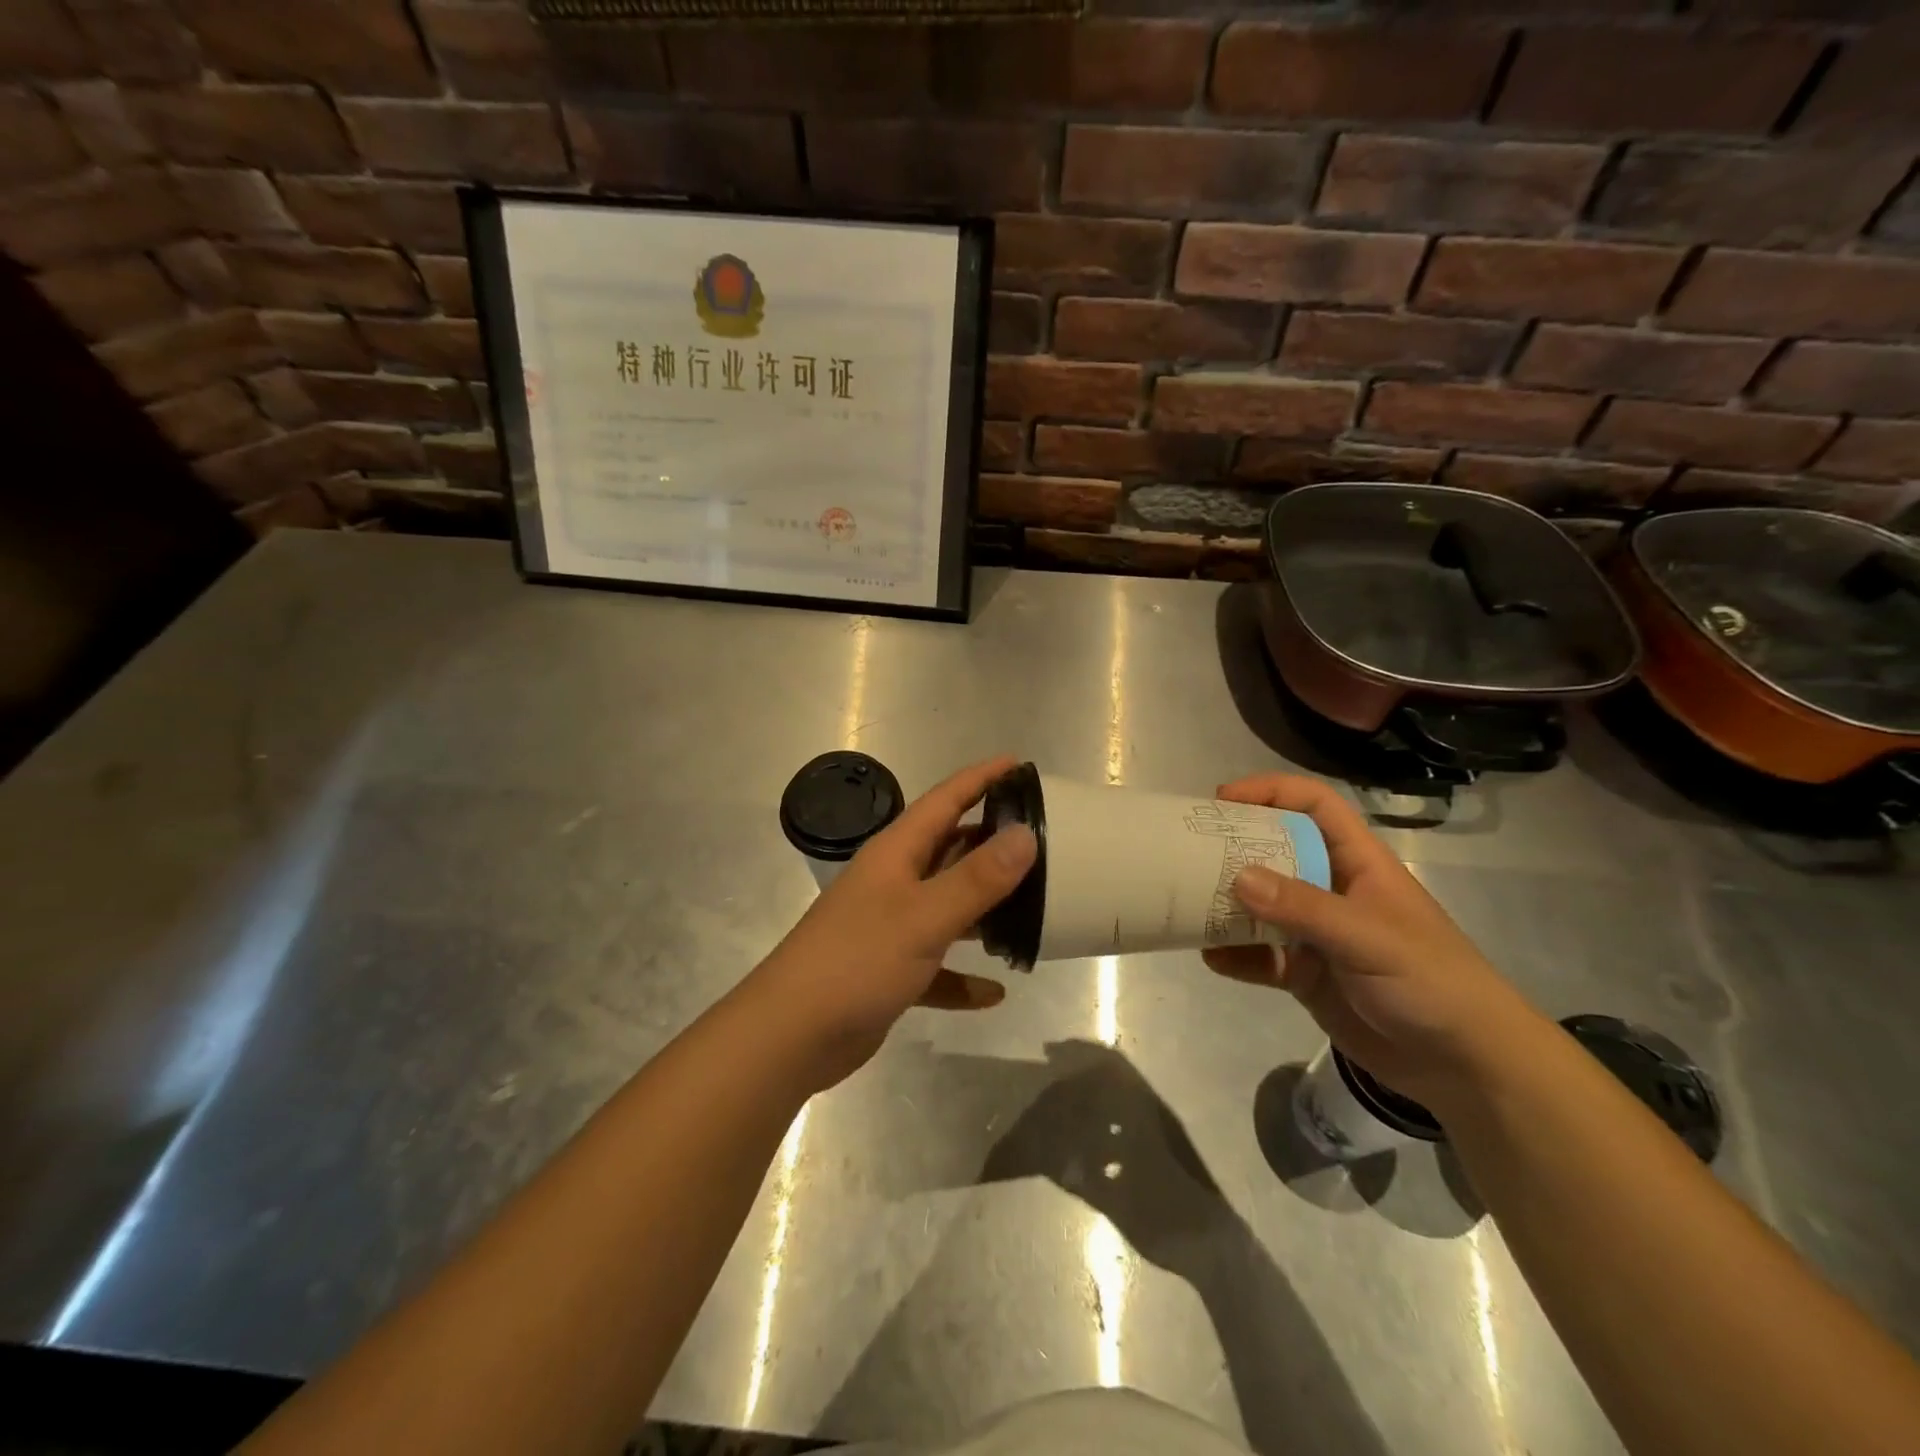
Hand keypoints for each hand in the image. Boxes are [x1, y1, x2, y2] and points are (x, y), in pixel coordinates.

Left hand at [750, 756, 1037, 1090]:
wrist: (791, 1035)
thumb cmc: (858, 960)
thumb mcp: (925, 915)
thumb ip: (977, 877)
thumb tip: (1025, 834)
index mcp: (896, 853)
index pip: (945, 800)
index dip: (981, 778)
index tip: (1020, 764)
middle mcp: (893, 882)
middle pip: (949, 849)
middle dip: (991, 841)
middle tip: (1042, 839)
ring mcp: (889, 927)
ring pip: (947, 906)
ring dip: (984, 909)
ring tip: (1032, 908)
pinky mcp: (889, 971)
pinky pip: (937, 966)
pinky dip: (962, 976)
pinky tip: (994, 992)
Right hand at [1203, 773, 1545, 1116]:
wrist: (1465, 1066)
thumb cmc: (1430, 982)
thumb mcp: (1369, 938)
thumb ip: (1304, 907)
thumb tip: (1238, 876)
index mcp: (1357, 864)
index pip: (1314, 806)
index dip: (1271, 792)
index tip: (1222, 799)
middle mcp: (1331, 890)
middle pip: (1275, 852)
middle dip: (1233, 848)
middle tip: (1186, 850)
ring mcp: (1316, 934)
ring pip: (1260, 906)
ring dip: (1225, 905)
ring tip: (1187, 904)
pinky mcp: (1305, 974)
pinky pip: (1259, 956)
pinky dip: (1234, 956)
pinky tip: (1211, 959)